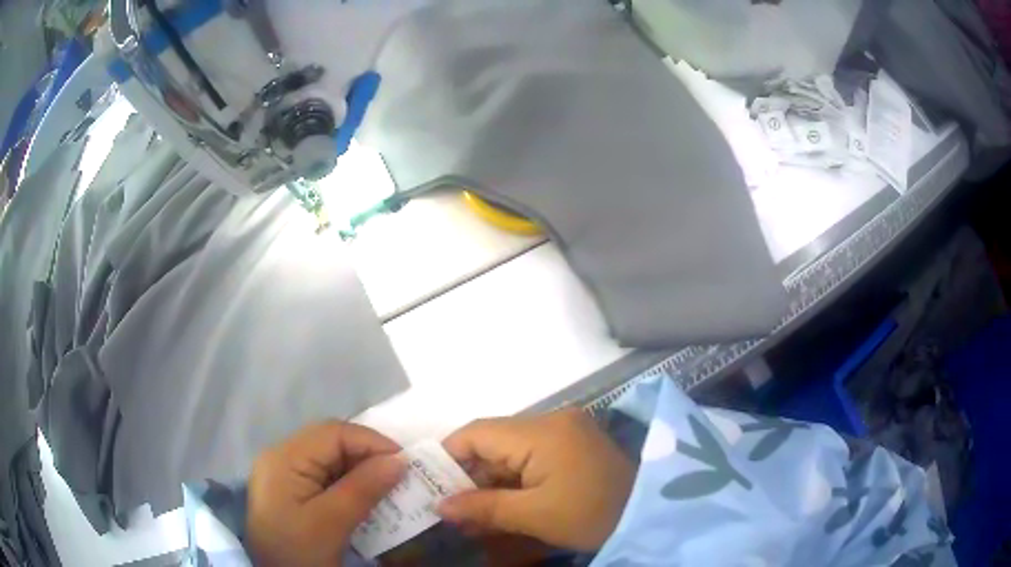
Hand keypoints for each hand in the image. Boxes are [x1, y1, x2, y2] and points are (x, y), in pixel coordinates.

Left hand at [246, 422, 405, 566]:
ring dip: (361, 470)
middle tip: (400, 475)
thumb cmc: (298, 550)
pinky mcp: (291, 491)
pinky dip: (349, 484)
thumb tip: (400, 460)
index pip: (333, 433)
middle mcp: (281, 457)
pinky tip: (366, 498)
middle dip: (368, 455)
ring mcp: (284, 474)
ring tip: (388, 487)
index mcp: (284, 458)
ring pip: (330, 459)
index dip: (371, 442)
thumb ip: (363, 488)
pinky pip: (325, 476)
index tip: (406, 462)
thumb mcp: (331, 523)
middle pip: (331, 442)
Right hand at [438, 409, 635, 550]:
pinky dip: (513, 482)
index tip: (429, 484)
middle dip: (469, 476)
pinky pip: (530, 459)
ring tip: (470, 514)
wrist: (649, 515)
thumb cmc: (592, 514)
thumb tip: (439, 506)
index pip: (477, 433)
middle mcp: (551, 421)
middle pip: (493, 443)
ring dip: (490, 482)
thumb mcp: (534, 516)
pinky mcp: (572, 446)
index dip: (448, 456)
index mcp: (542, 430)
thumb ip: (483, 508)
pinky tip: (500, 506)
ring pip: (509, 453)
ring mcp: (564, 432)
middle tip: (449, 507)